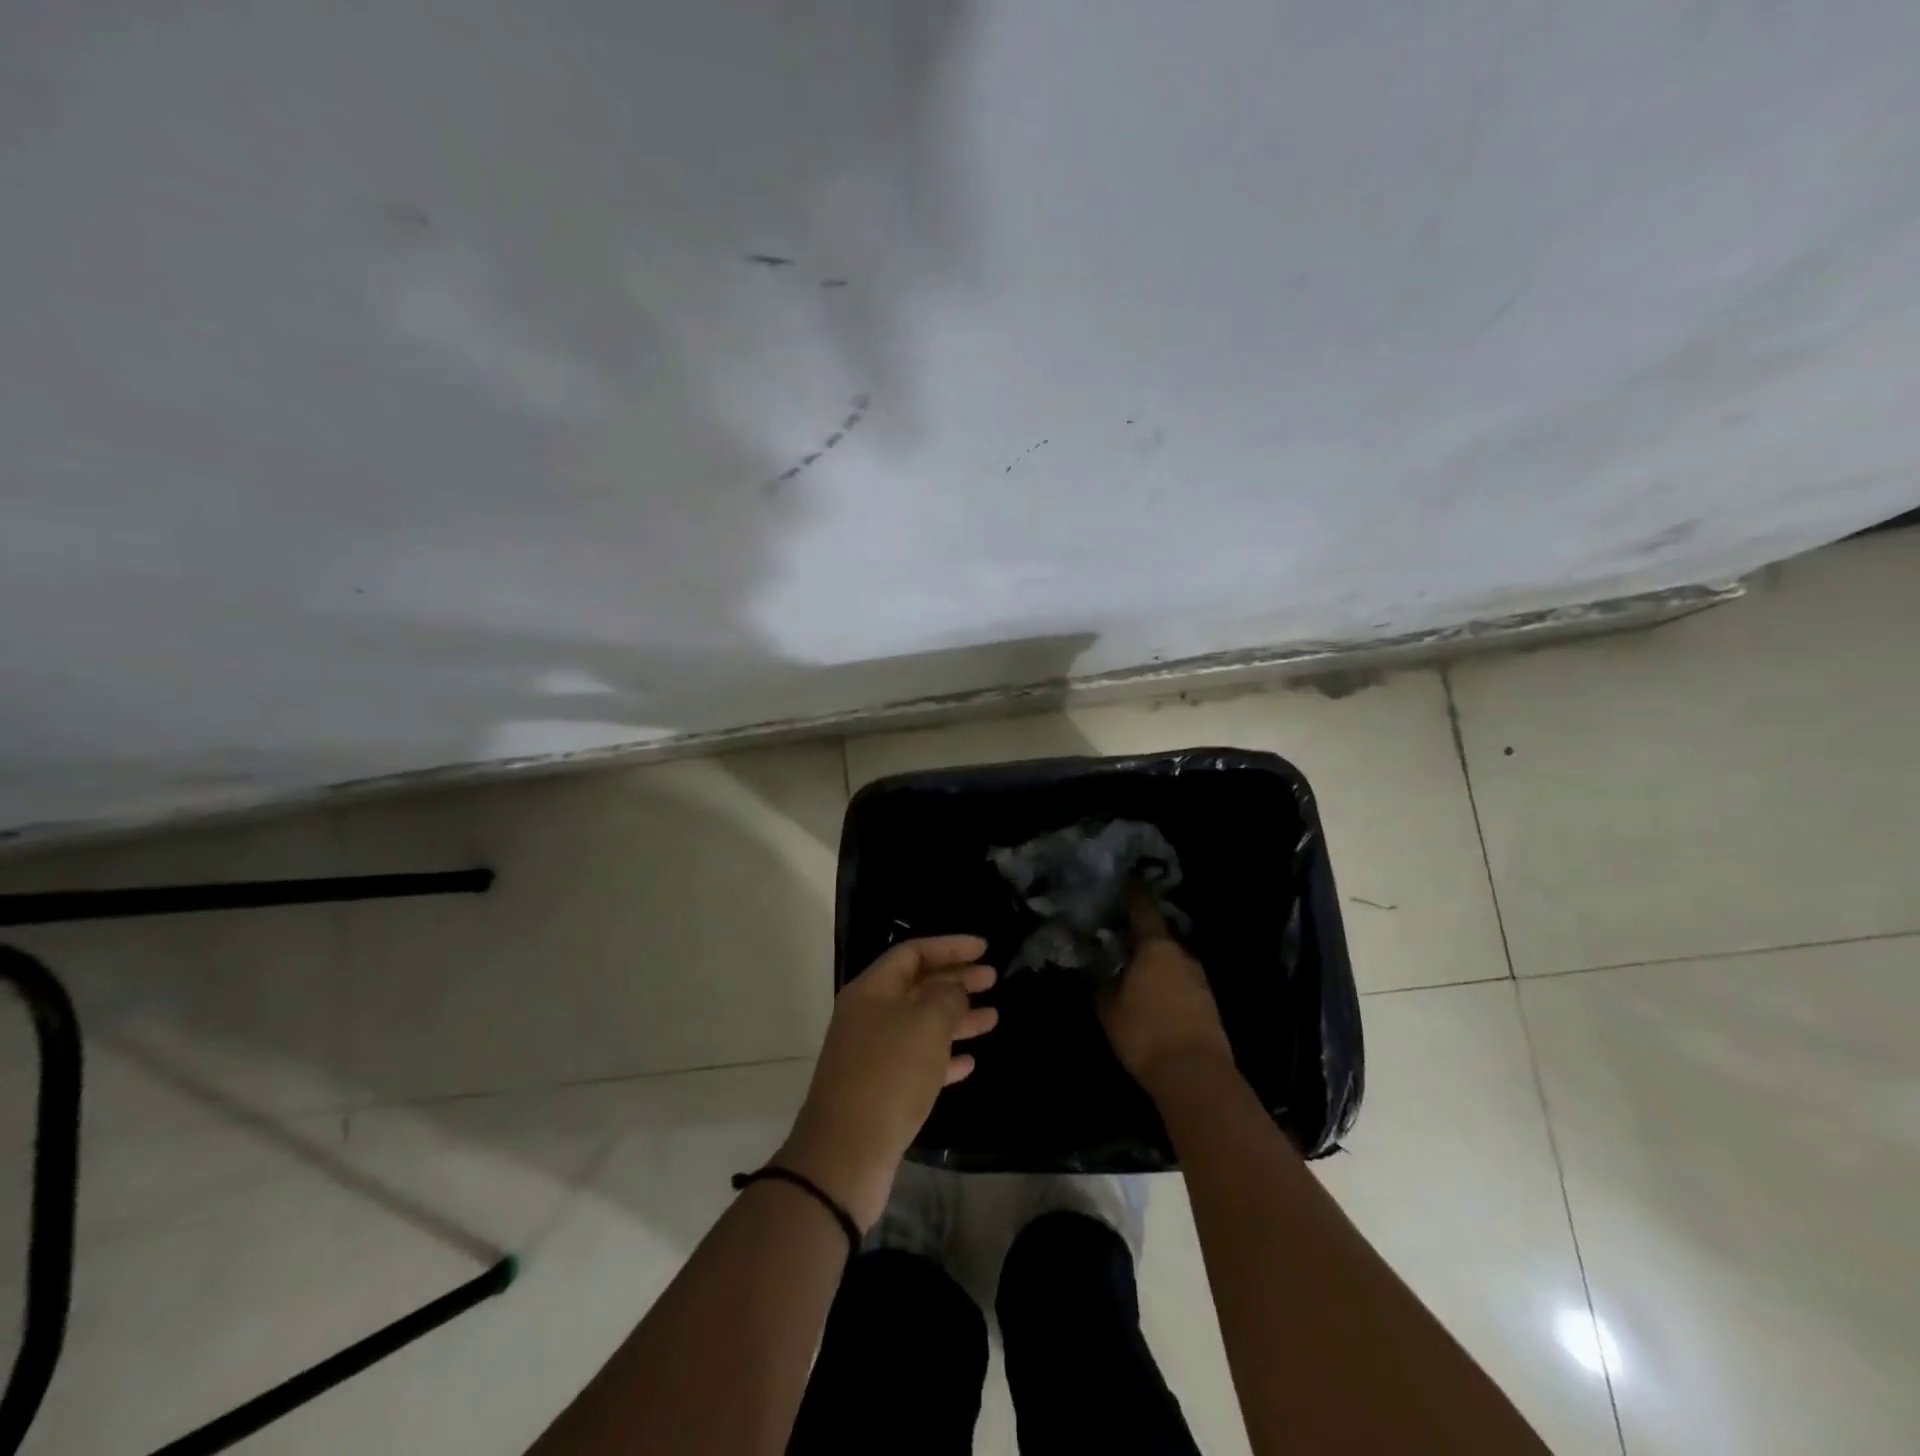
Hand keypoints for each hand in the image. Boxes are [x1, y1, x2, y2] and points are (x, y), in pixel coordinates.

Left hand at [777, 936, 997, 1230]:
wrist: (846, 1153)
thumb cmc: (889, 1075)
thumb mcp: (925, 1025)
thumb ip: (947, 997)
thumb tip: (954, 987)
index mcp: (872, 990)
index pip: (913, 953)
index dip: (950, 946)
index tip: (984, 948)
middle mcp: (870, 1015)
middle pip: (918, 986)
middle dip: (956, 980)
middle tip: (993, 979)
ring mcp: (874, 1053)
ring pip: (921, 1024)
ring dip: (956, 1018)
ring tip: (993, 1018)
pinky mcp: (881, 1088)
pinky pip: (918, 1060)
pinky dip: (944, 1057)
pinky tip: (969, 1061)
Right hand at [1100, 886, 1233, 1094]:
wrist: (1195, 1075)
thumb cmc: (1145, 1033)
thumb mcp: (1109, 1008)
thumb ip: (1104, 984)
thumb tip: (1102, 971)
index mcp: (1156, 947)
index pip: (1143, 909)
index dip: (1134, 893)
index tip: (1127, 880)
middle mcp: (1181, 955)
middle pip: (1159, 936)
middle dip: (1141, 937)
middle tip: (1120, 939)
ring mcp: (1200, 979)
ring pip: (1172, 960)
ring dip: (1155, 962)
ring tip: (1135, 972)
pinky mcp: (1208, 1003)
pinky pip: (1182, 982)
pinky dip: (1167, 983)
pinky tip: (1154, 997)